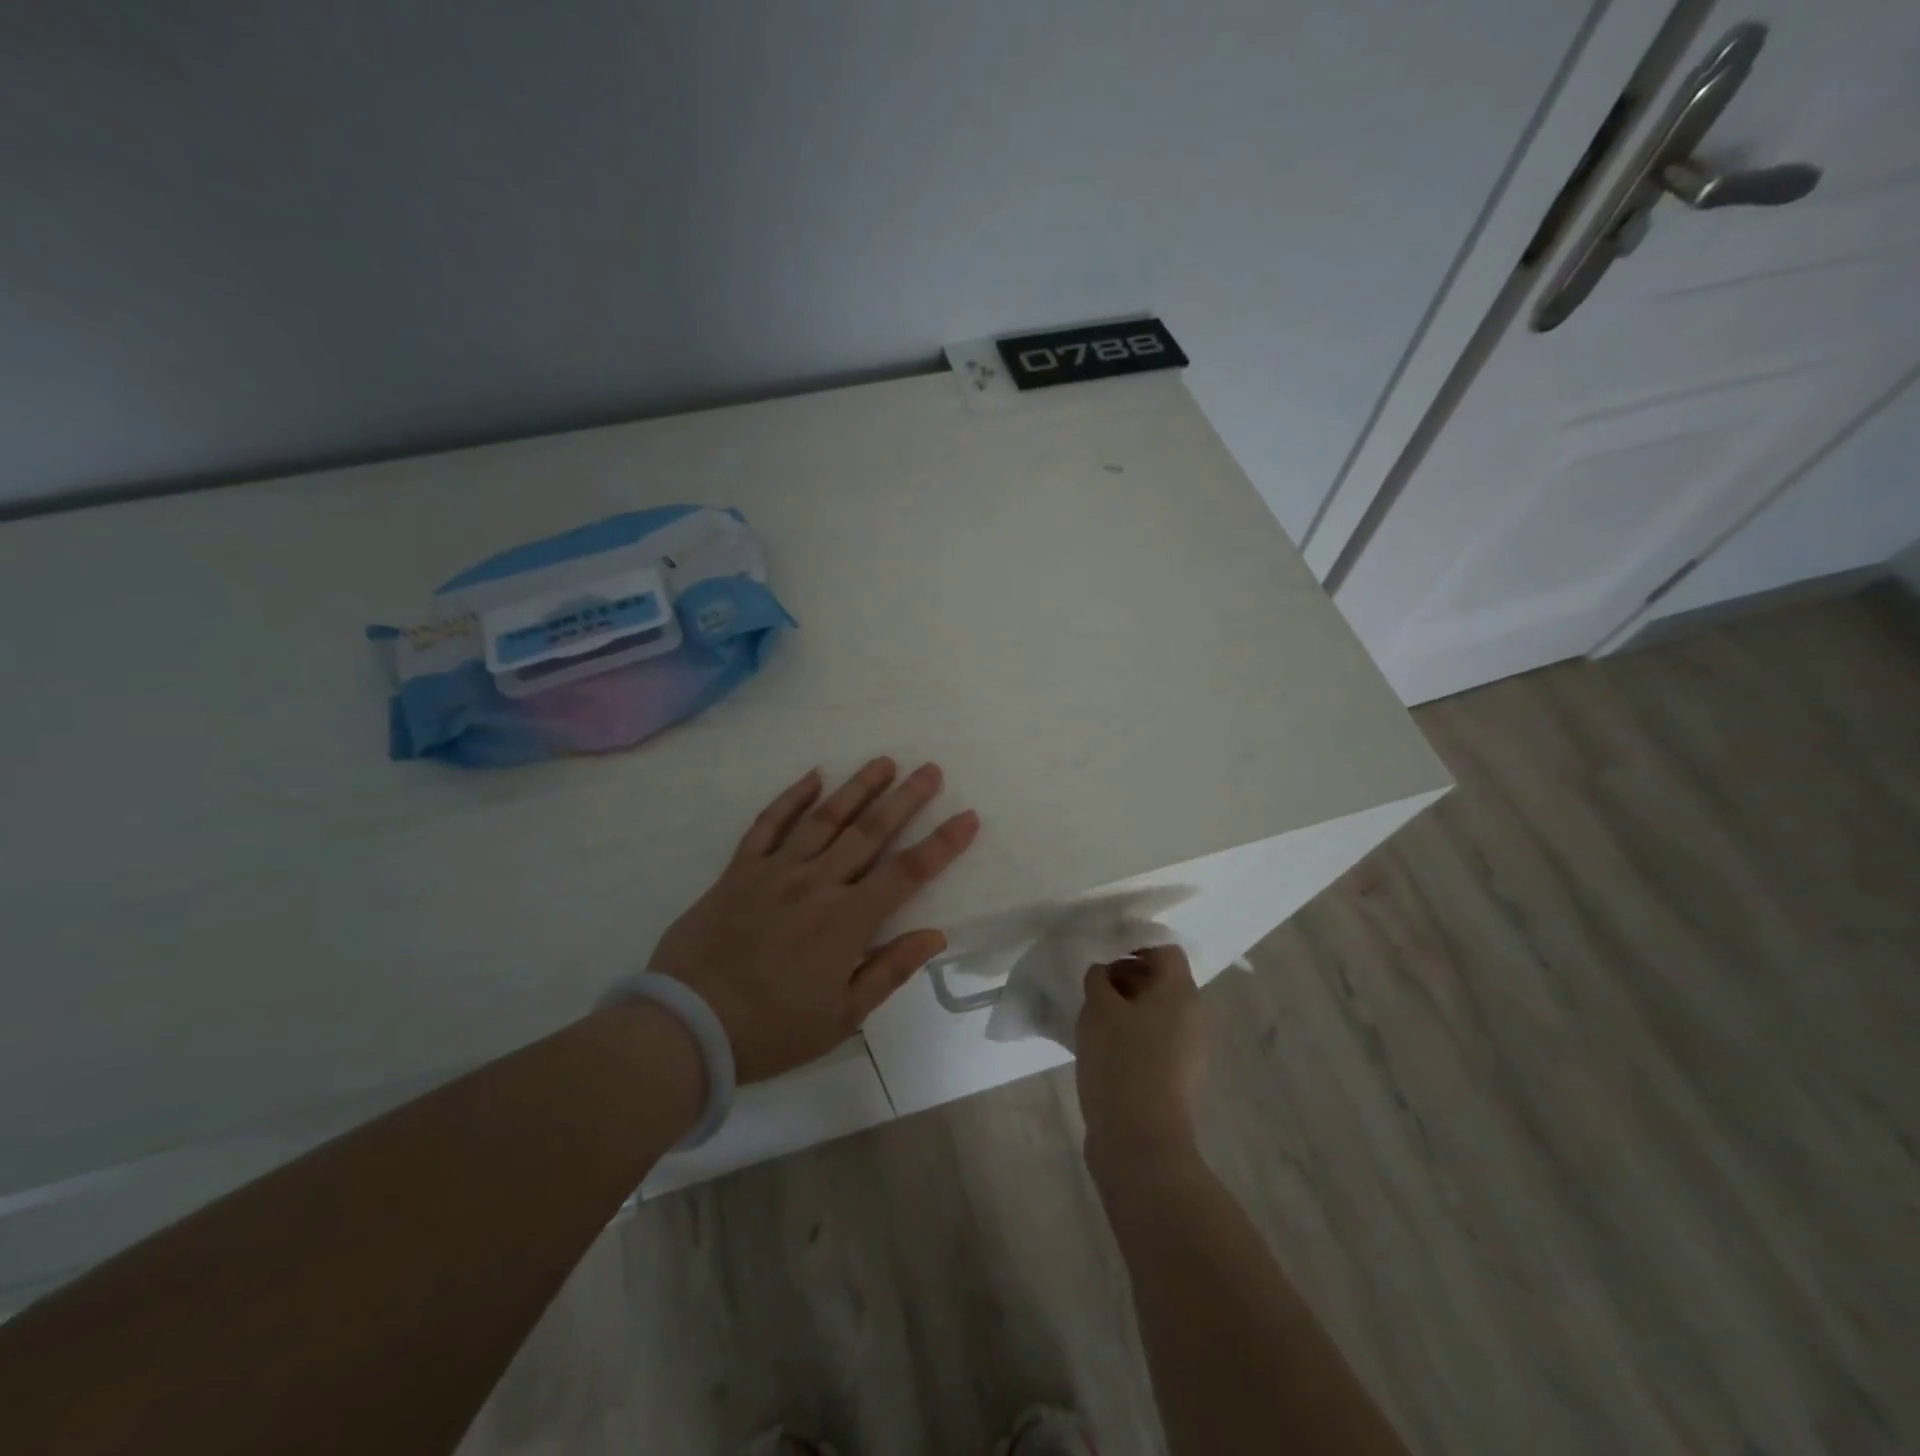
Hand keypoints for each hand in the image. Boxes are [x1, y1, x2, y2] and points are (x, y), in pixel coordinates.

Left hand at [649, 758, 978, 1082]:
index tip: (967, 817)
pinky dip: (791, 799)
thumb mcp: (842, 1018)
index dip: (941, 844)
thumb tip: (935, 935)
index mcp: (847, 921)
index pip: (907, 873)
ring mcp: (775, 872)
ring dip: (857, 788)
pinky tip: (812, 777)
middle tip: (930, 770)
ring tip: (884, 762)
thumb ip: (889, 971)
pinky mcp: (739, 870)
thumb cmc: (773, 1029)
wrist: (687, 1026)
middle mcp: (817, 884)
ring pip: (825, 819)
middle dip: (905, 799)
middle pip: (870, 833)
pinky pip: (768, 825)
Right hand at [1075, 945, 1207, 1177]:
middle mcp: (1193, 1017)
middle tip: (1091, 985)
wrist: (1140, 1142)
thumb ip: (1098, 980)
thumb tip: (1103, 973)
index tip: (1101, 954)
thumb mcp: (1099, 1009)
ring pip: (1156, 1012)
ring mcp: (1188, 1051)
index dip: (1133, 944)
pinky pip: (1154, 1040)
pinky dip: (1131, 1035)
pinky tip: (1101, 1047)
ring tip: (1091, 1016)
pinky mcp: (1175, 1078)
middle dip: (1126, 977)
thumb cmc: (1121, 1062)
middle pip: (1161, 981)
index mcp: (1181, 993)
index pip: (1165, 951)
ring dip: (1125, 1008)